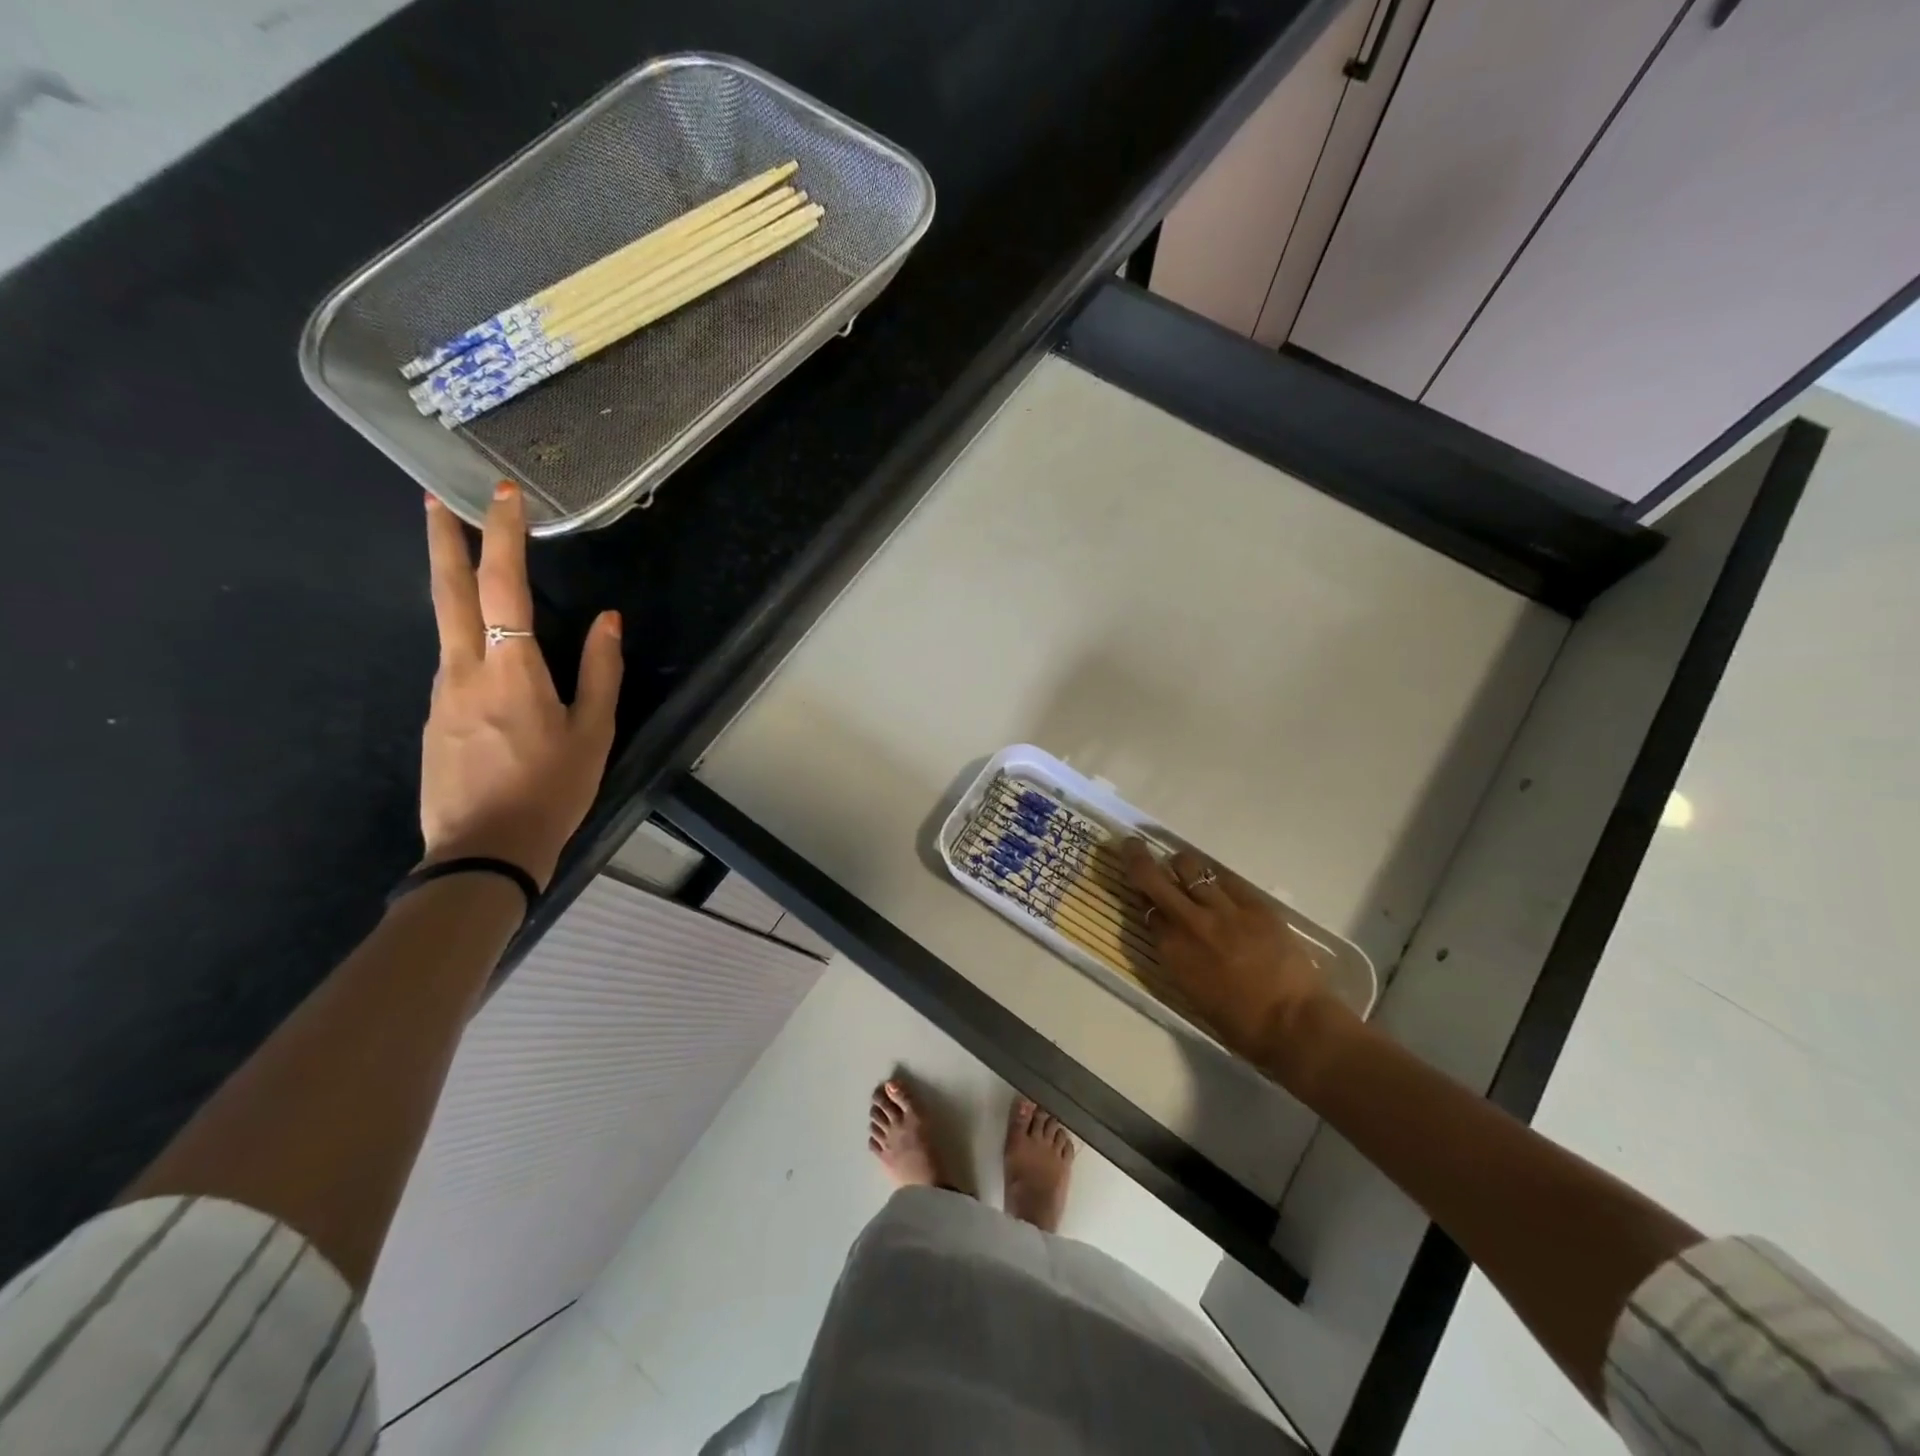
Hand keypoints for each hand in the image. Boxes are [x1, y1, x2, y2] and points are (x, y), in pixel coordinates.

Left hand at [420, 483, 623, 889]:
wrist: (485, 849)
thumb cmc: (553, 789)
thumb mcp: (594, 731)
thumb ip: (601, 671)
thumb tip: (609, 620)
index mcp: (510, 669)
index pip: (503, 586)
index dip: (502, 537)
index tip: (503, 496)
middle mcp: (463, 669)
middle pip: (447, 591)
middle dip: (443, 540)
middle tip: (435, 499)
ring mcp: (441, 693)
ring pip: (446, 627)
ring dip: (455, 588)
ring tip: (471, 568)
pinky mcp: (434, 717)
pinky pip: (453, 664)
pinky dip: (465, 639)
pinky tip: (486, 656)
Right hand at [1121, 840, 1357, 1091]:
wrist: (1294, 1023)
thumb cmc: (1241, 1025)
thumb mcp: (1193, 994)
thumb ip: (1177, 958)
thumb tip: (1171, 936)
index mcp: (1171, 952)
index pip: (1145, 911)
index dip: (1142, 901)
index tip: (1142, 896)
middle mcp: (1189, 922)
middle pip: (1153, 878)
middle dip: (1137, 858)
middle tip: (1131, 844)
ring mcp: (1223, 908)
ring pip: (1189, 866)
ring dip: (1180, 864)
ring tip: (1183, 866)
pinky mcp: (1254, 903)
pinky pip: (1226, 877)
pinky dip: (1215, 876)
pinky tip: (1217, 880)